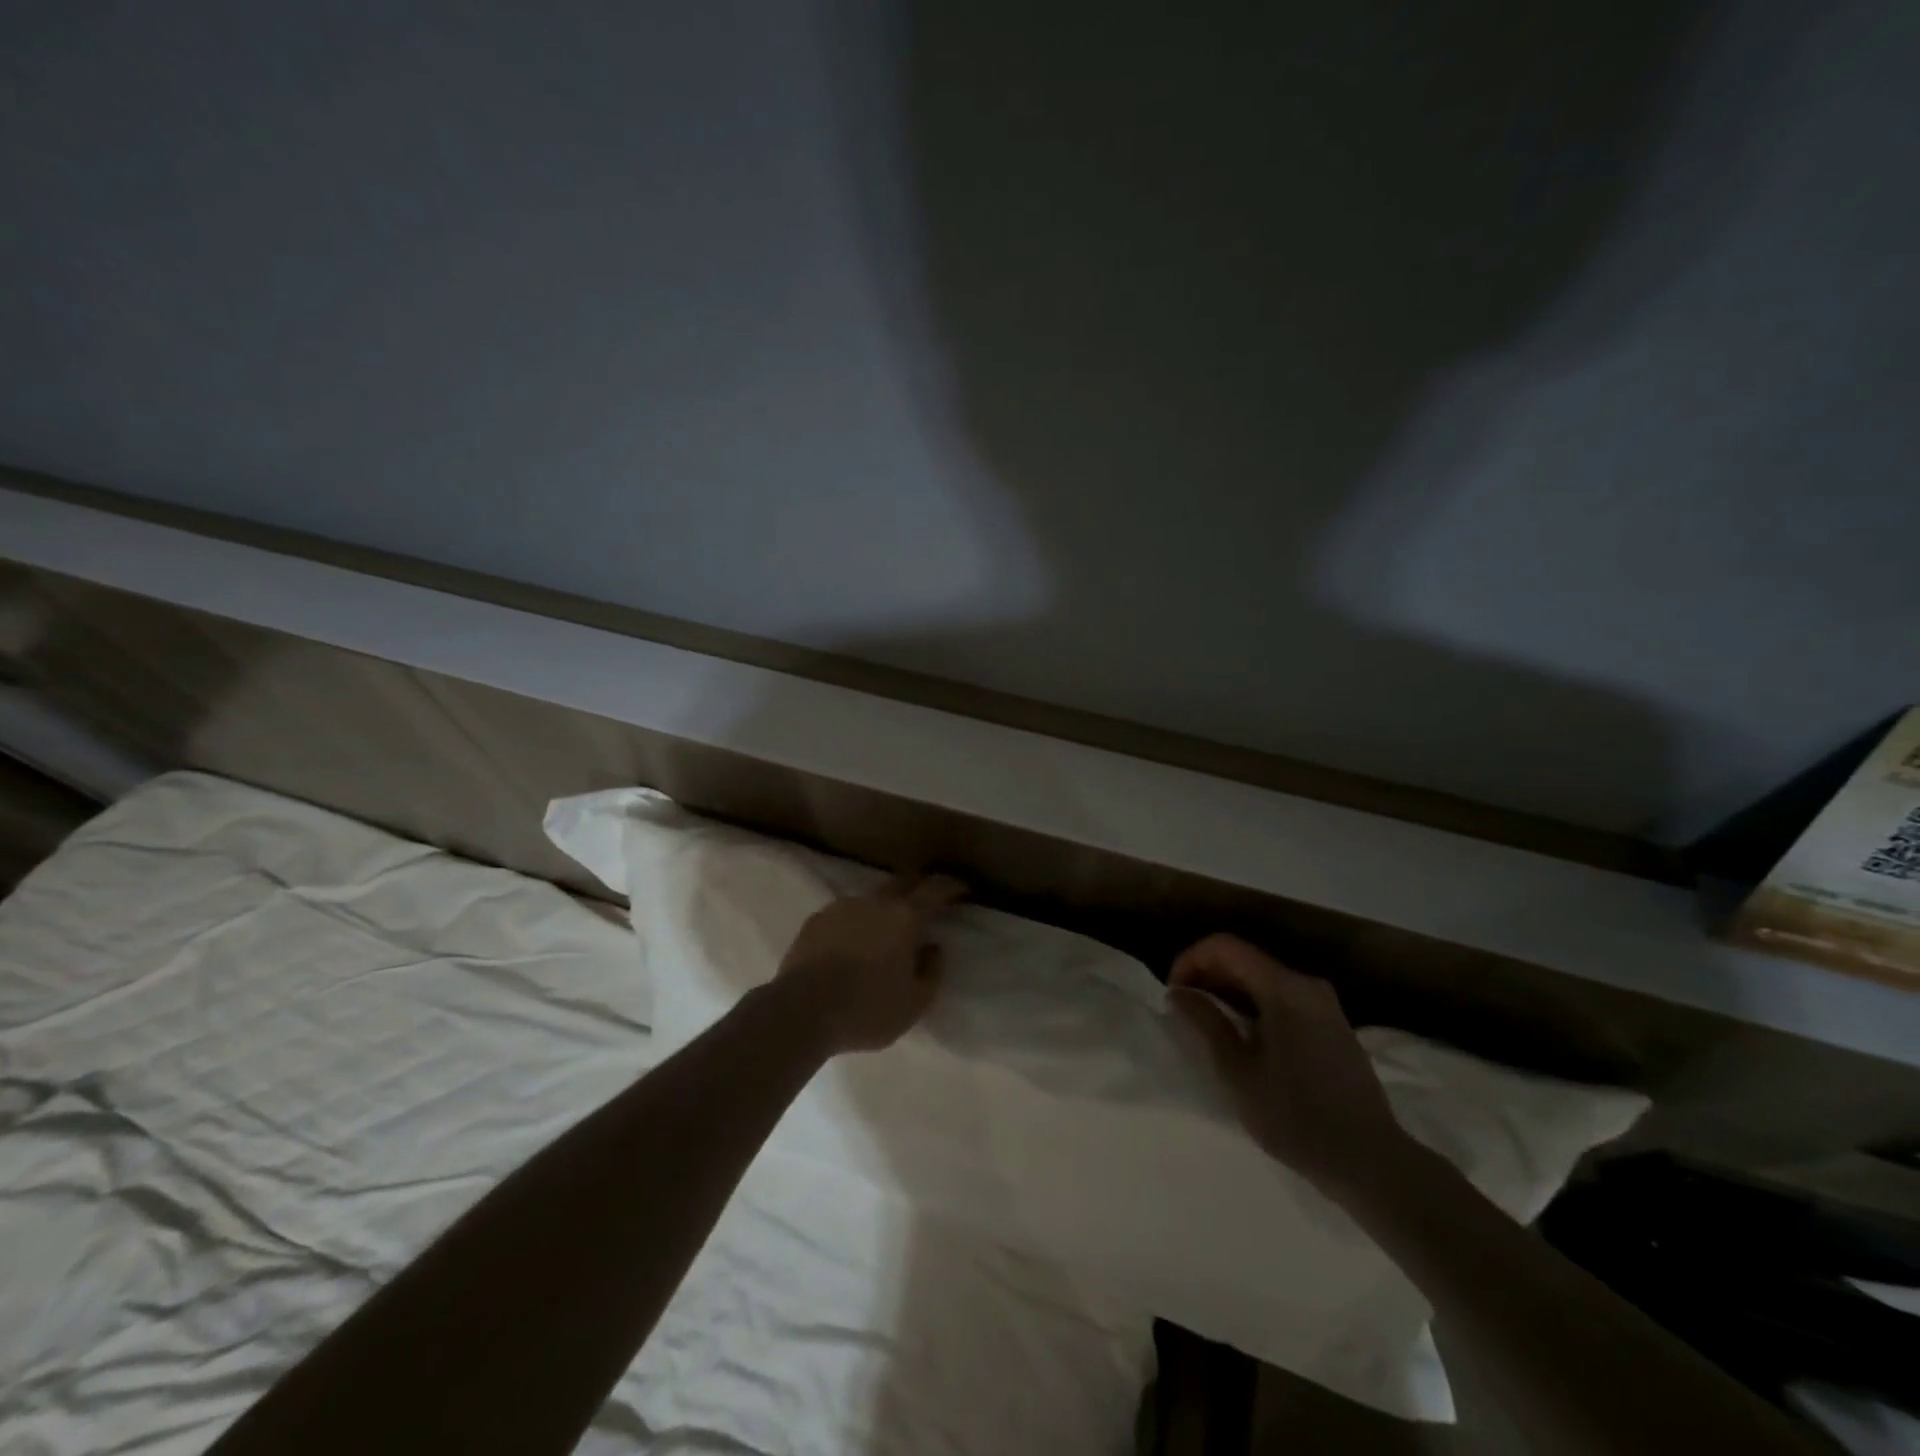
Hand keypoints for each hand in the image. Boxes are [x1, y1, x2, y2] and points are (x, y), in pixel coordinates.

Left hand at [769, 876, 965, 1054]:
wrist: (800, 1011)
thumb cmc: (867, 1009)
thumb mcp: (914, 1003)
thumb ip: (932, 972)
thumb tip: (933, 947)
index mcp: (904, 917)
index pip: (935, 890)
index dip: (951, 886)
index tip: (962, 888)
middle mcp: (874, 903)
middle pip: (902, 883)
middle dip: (918, 888)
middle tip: (927, 901)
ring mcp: (841, 908)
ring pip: (870, 899)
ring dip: (883, 908)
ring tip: (884, 930)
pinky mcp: (815, 921)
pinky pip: (844, 914)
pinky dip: (855, 923)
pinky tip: (852, 943)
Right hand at [1170, 933, 1413, 1200]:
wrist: (1371, 1162)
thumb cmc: (1296, 1116)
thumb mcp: (1237, 1072)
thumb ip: (1205, 1023)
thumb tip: (1178, 993)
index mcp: (1284, 987)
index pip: (1224, 947)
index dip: (1190, 960)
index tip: (1173, 994)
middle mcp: (1306, 984)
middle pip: (1245, 959)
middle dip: (1207, 976)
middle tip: (1184, 1010)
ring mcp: (1324, 1004)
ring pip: (1263, 979)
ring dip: (1229, 992)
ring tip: (1207, 1026)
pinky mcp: (1332, 1025)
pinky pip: (1282, 998)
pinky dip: (1254, 1005)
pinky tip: (1243, 1039)